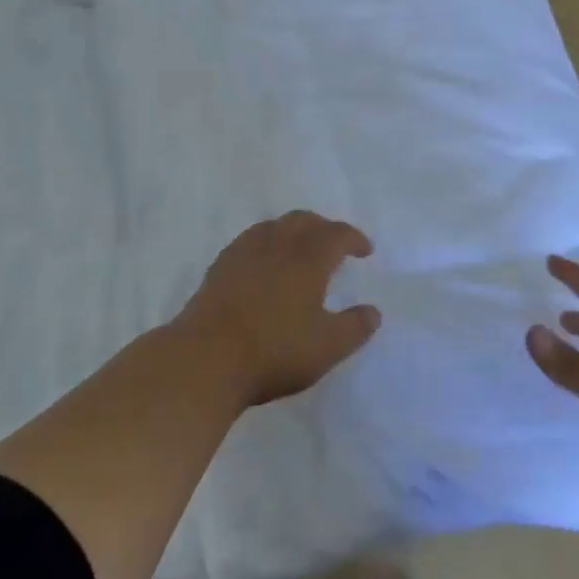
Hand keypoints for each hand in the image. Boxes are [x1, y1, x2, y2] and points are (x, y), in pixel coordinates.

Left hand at [174, 211, 381, 407]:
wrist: (205, 358)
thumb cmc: (273, 351)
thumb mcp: (326, 347)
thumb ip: (354, 327)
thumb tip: (373, 311)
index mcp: (306, 259)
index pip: (335, 234)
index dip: (353, 238)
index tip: (365, 250)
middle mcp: (275, 245)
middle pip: (303, 221)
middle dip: (324, 228)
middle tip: (335, 245)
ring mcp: (242, 252)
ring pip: (273, 226)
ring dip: (293, 231)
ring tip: (300, 250)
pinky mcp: (219, 267)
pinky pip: (250, 240)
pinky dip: (267, 243)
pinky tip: (264, 264)